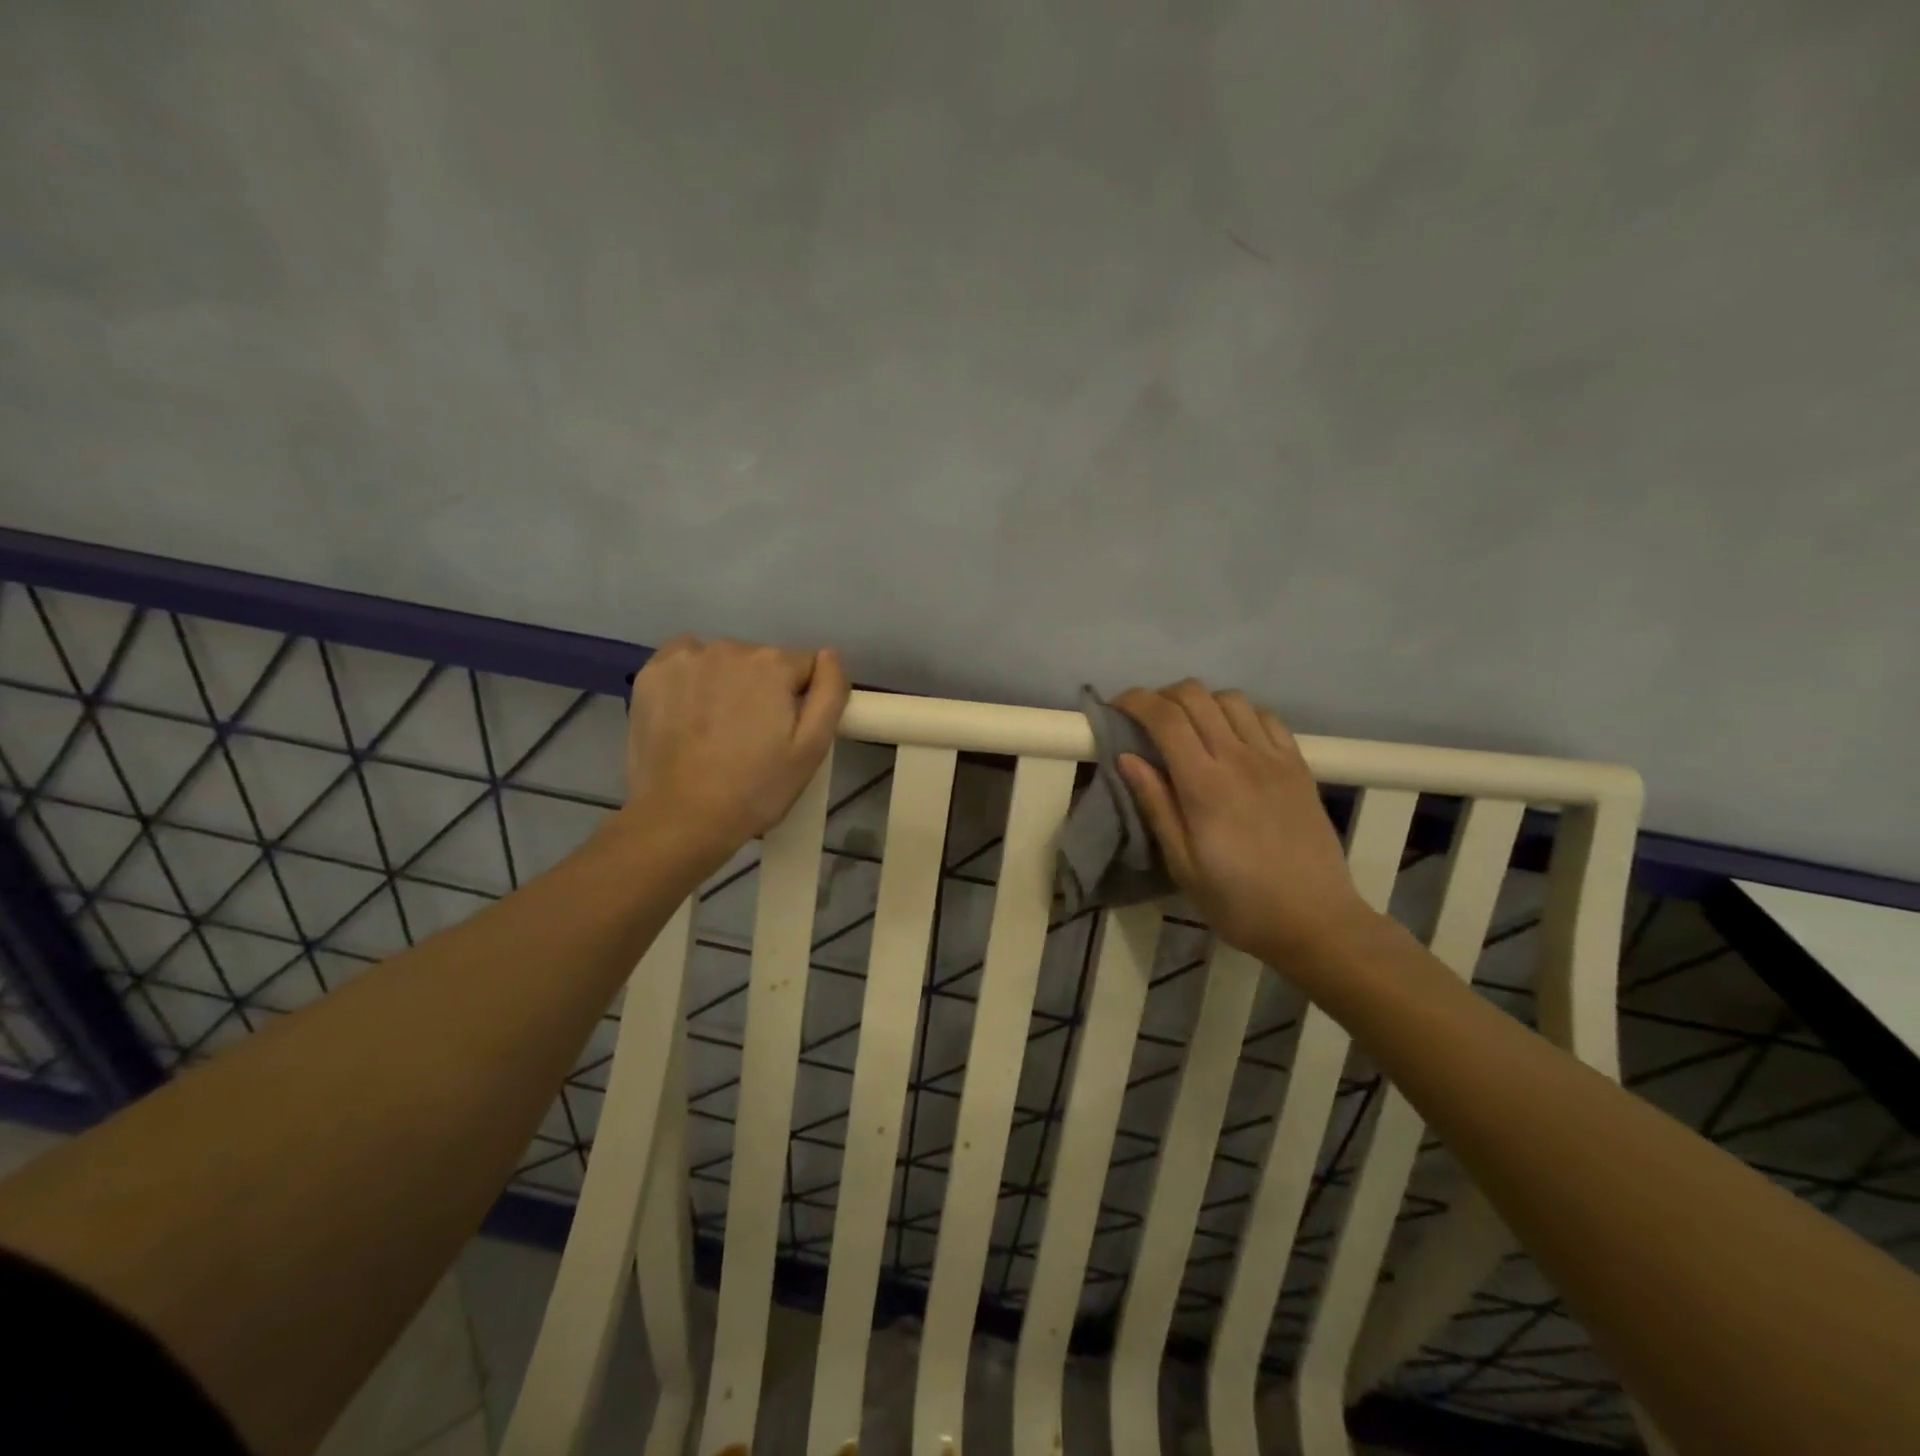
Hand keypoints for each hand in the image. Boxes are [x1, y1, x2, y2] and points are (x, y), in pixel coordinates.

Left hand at [621, 636, 850, 872]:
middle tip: (752, 739)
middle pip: (763, 662)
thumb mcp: (811, 749)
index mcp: (773, 664)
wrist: (680, 819)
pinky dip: (692, 680)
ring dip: (728, 684)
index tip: (785, 734)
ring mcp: (685, 658)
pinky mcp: (651, 673)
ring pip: (724, 662)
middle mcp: (729, 648)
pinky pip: (685, 662)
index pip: (804, 668)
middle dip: (764, 691)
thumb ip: (830, 693)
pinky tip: (689, 714)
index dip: (801, 700)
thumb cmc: (755, 789)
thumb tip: (830, 656)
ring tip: (717, 731)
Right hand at [1114, 681, 1373, 963]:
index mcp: (1205, 785)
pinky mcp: (1299, 765)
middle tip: (1146, 720)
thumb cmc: (1239, 902)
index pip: (1164, 717)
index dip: (1135, 701)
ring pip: (1231, 699)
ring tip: (1188, 726)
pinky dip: (1239, 713)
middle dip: (1162, 696)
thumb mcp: (1183, 864)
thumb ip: (1156, 805)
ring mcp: (1274, 758)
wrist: (1316, 921)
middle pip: (1195, 696)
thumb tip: (1126, 757)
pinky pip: (1266, 717)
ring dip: (1201, 702)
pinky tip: (1231, 736)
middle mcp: (1239, 758)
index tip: (1115, 707)